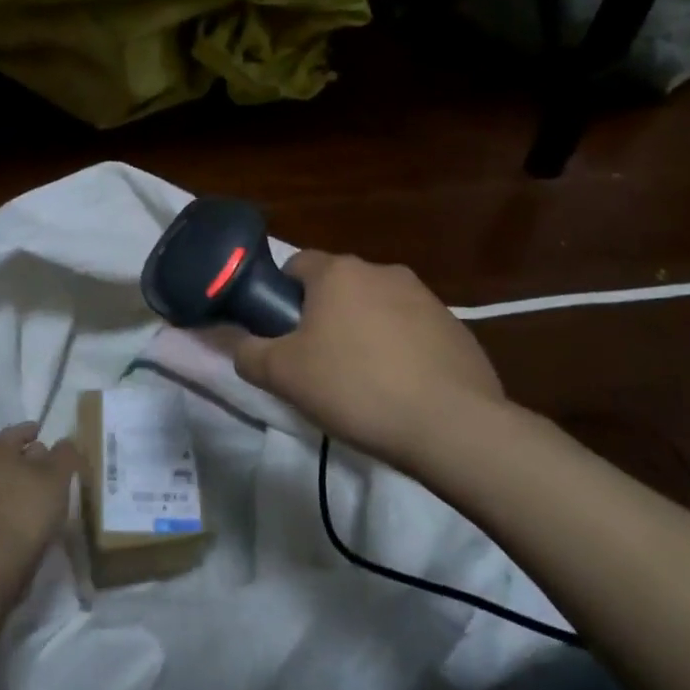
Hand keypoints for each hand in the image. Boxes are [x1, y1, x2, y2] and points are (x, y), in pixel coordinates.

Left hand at [0, 422, 80, 600]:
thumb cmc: (27, 510)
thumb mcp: (57, 477)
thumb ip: (64, 454)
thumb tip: (63, 442)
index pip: (13, 433)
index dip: (29, 430)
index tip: (42, 431)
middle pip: (5, 458)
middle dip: (25, 457)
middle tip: (48, 462)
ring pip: (0, 483)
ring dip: (19, 483)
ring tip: (43, 491)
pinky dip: (13, 504)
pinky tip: (30, 515)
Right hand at [230, 250, 508, 472]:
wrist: (451, 425)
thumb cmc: (355, 388)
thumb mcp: (283, 375)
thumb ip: (246, 353)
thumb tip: (233, 341)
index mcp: (338, 272)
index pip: (295, 264)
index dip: (280, 295)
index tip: (280, 333)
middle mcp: (382, 271)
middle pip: (338, 287)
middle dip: (323, 316)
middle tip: (316, 362)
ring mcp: (425, 297)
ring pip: (376, 307)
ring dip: (363, 331)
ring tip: (362, 381)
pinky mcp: (455, 327)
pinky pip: (412, 330)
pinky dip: (400, 349)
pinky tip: (400, 389)